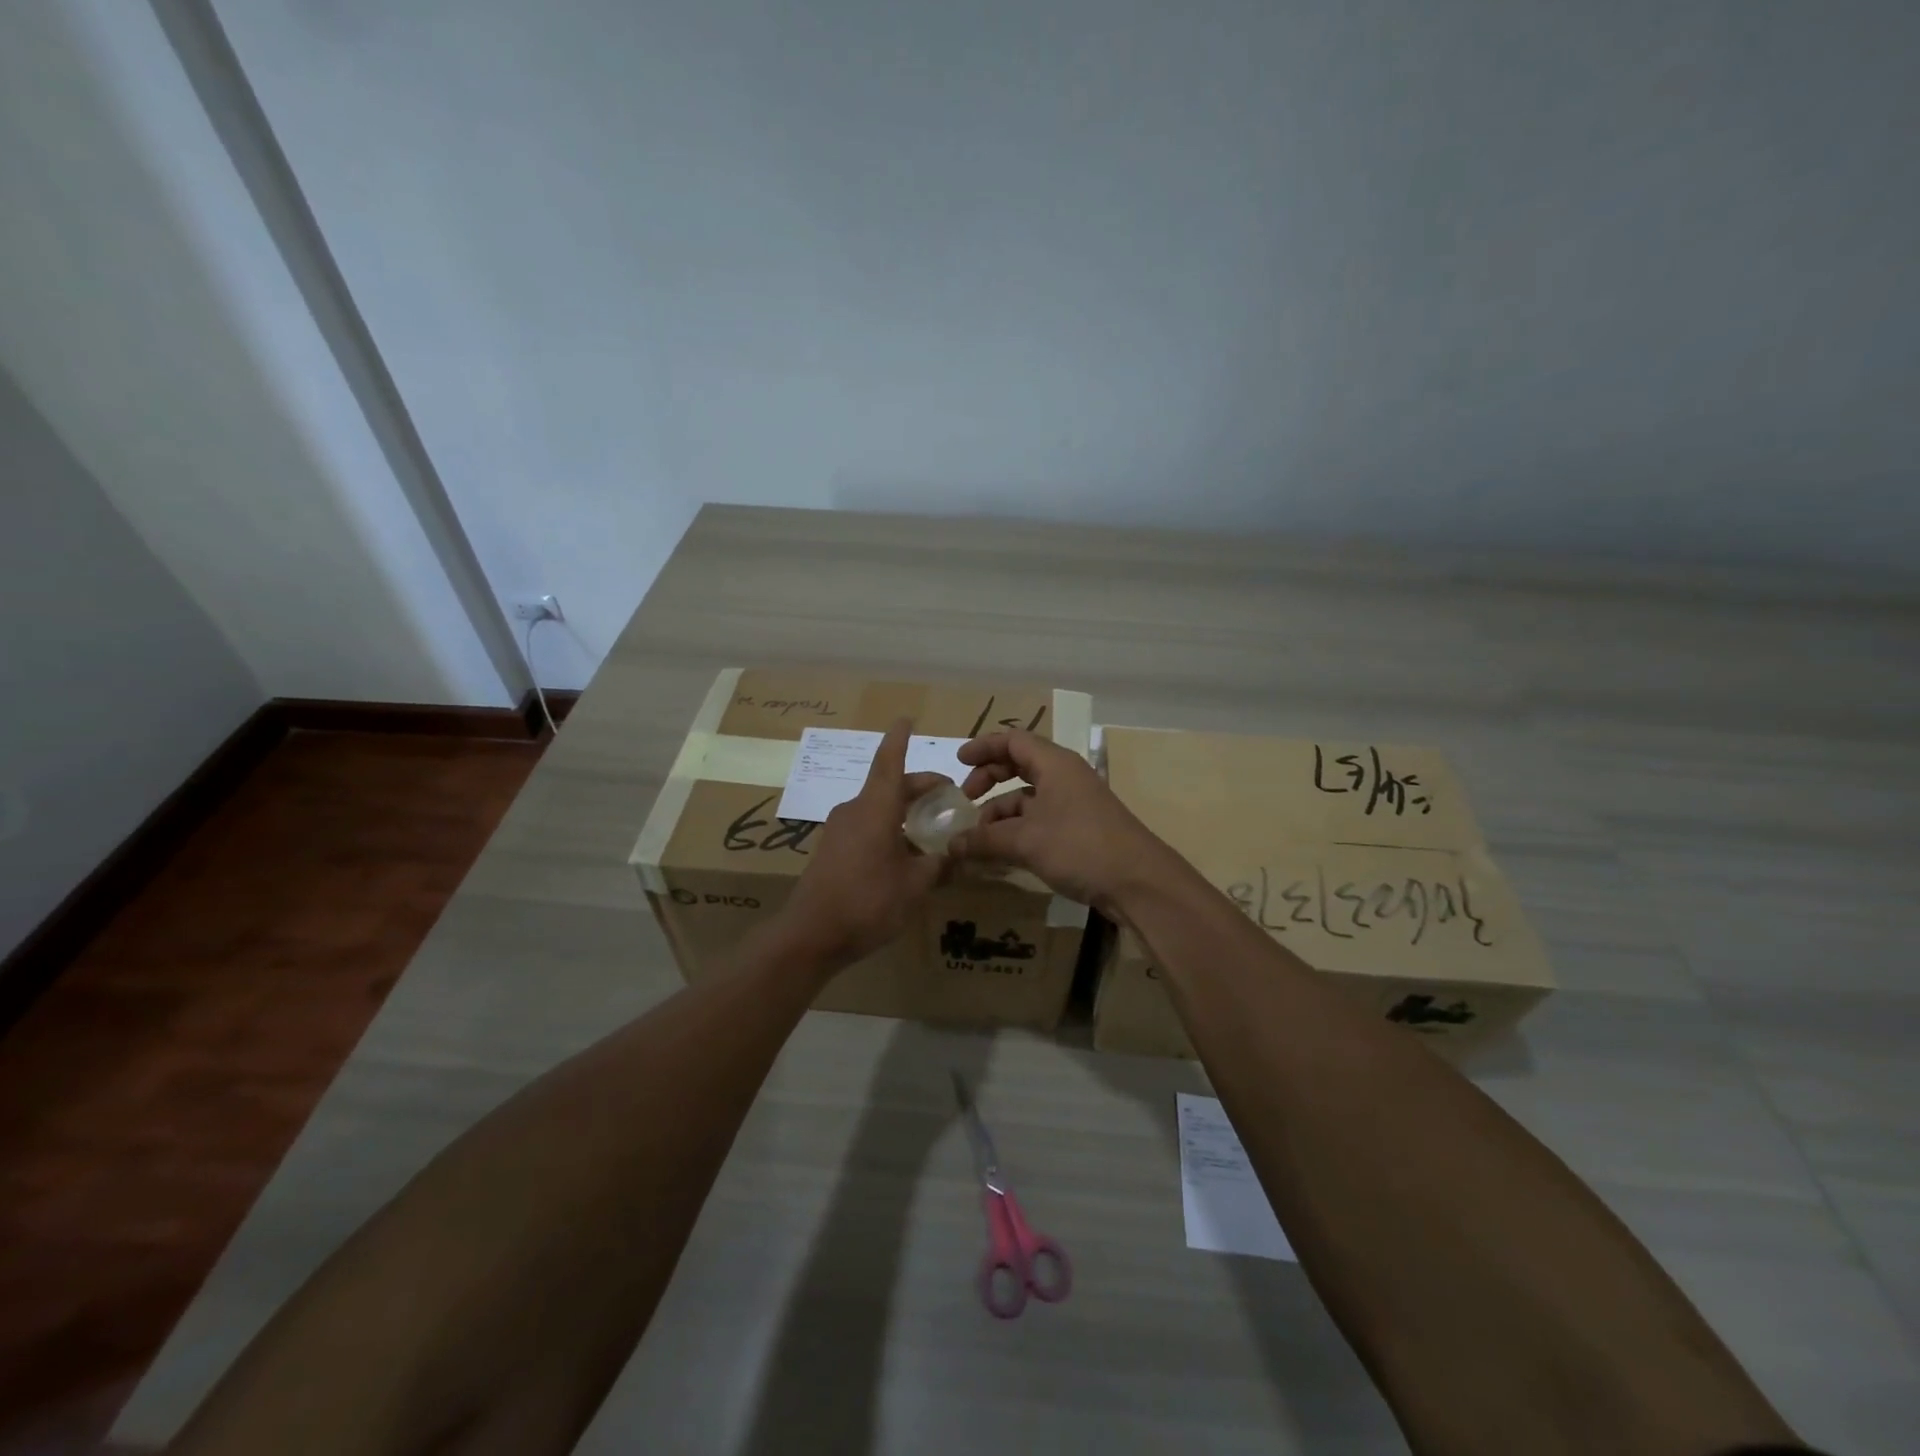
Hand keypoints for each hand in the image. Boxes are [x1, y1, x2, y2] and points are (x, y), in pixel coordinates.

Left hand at [779, 719, 948, 969]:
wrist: (810, 935)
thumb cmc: (868, 902)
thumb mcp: (915, 886)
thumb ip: (938, 865)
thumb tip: (955, 856)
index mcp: (875, 808)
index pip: (889, 763)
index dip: (899, 740)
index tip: (905, 718)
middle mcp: (855, 810)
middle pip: (890, 787)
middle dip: (919, 787)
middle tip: (948, 796)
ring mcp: (840, 831)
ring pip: (878, 808)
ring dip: (904, 811)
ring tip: (931, 829)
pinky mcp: (832, 851)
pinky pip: (867, 827)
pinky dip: (889, 828)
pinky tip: (905, 854)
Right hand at [953, 729, 1171, 915]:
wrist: (1138, 882)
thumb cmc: (1080, 846)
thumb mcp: (1025, 841)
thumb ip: (985, 840)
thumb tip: (951, 845)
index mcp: (1055, 764)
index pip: (1014, 741)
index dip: (984, 747)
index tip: (958, 761)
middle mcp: (1065, 777)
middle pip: (1020, 765)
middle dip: (990, 778)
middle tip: (967, 798)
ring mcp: (1074, 804)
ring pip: (1028, 797)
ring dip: (1001, 812)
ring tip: (978, 838)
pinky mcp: (1079, 831)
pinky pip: (1039, 820)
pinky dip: (1017, 830)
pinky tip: (1000, 853)